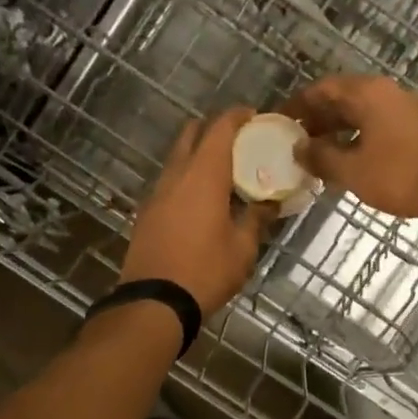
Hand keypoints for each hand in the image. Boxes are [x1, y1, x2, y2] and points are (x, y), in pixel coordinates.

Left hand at [121, 106, 272, 313]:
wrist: (154, 302)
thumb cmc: (206, 271)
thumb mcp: (242, 247)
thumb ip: (257, 218)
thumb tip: (271, 203)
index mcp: (203, 175)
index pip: (220, 128)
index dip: (237, 116)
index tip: (255, 116)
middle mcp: (176, 175)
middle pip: (192, 134)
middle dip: (214, 129)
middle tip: (240, 142)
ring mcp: (156, 193)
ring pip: (177, 158)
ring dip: (199, 154)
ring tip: (225, 172)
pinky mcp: (146, 212)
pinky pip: (170, 181)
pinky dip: (187, 177)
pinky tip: (203, 199)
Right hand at [284, 76, 417, 222]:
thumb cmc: (399, 176)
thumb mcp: (351, 170)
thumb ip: (320, 157)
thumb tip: (300, 149)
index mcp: (370, 93)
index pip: (324, 88)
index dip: (300, 104)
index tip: (282, 121)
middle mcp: (390, 92)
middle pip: (345, 99)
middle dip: (319, 119)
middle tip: (298, 141)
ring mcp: (410, 108)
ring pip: (365, 114)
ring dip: (340, 131)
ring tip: (320, 155)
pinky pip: (382, 125)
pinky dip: (361, 138)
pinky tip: (352, 162)